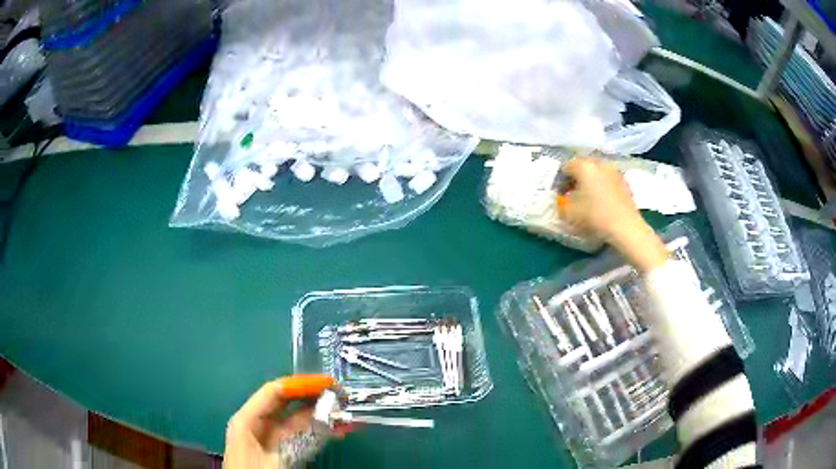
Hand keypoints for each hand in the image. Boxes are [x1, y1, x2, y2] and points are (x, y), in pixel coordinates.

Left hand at [224, 374, 337, 468]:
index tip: (328, 382)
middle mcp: (258, 424)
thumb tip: (326, 419)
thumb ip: (297, 438)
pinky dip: (320, 432)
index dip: (301, 384)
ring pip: (299, 421)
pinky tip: (339, 430)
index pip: (275, 392)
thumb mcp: (273, 459)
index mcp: (247, 419)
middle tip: (342, 394)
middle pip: (288, 403)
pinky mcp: (281, 451)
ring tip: (347, 412)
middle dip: (314, 397)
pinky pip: (302, 437)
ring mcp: (270, 439)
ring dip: (323, 416)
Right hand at [559, 157, 667, 271]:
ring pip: (597, 173)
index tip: (560, 195)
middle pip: (583, 166)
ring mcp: (614, 171)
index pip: (565, 167)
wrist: (625, 227)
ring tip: (589, 199)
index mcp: (584, 165)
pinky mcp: (625, 182)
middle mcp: (599, 162)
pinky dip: (603, 187)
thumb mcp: (568, 213)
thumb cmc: (594, 216)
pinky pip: (608, 180)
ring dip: (591, 182)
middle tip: (573, 195)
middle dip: (577, 179)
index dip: (560, 181)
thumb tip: (563, 199)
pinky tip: (603, 202)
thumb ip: (560, 203)